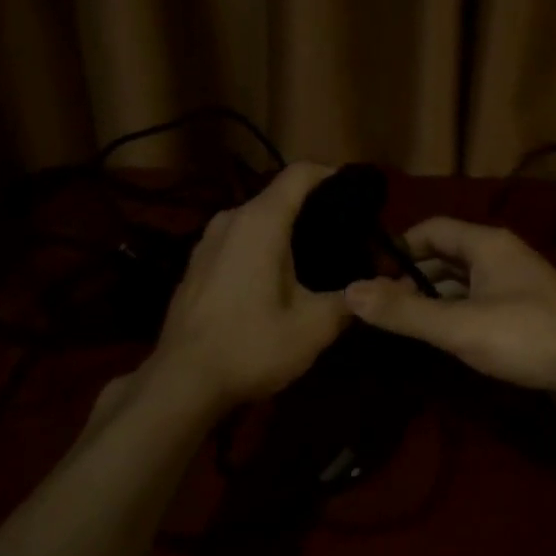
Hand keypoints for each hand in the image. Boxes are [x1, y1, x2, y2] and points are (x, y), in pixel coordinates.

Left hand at [151, 162, 352, 407]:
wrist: (182, 382)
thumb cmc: (252, 345)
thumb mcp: (314, 327)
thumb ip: (349, 300)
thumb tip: (372, 288)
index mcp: (260, 221)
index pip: (300, 173)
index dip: (333, 175)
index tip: (359, 195)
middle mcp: (230, 219)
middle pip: (279, 196)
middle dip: (314, 209)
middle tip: (347, 236)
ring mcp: (206, 241)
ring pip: (256, 220)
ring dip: (286, 232)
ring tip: (315, 259)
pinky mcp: (195, 265)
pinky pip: (237, 241)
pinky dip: (261, 248)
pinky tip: (276, 280)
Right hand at [344, 218, 555, 398]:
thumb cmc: (526, 336)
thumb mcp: (458, 325)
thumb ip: (404, 311)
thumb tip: (348, 292)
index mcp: (486, 244)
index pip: (431, 229)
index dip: (398, 248)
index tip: (369, 275)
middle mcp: (502, 256)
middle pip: (445, 256)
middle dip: (411, 277)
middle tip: (380, 306)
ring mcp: (517, 285)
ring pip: (463, 283)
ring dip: (433, 298)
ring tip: (402, 324)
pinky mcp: (527, 313)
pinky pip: (479, 304)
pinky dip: (456, 314)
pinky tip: (442, 338)